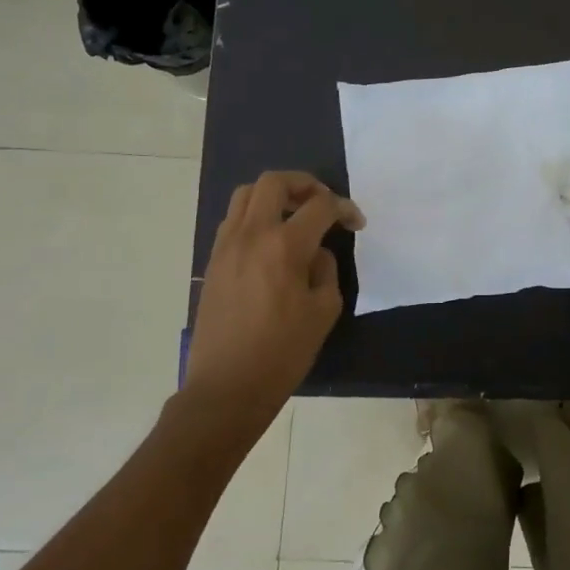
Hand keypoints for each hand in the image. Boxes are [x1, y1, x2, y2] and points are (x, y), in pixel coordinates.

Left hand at [184, 171, 364, 428]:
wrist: (226, 388)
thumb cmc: (282, 353)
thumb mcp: (323, 311)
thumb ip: (325, 270)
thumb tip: (314, 252)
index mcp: (285, 246)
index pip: (320, 206)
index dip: (344, 208)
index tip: (356, 223)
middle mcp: (252, 235)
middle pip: (274, 182)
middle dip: (305, 184)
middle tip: (322, 203)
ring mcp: (226, 246)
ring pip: (246, 194)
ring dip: (274, 196)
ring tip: (294, 215)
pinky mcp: (212, 261)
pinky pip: (233, 220)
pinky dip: (255, 216)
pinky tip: (271, 241)